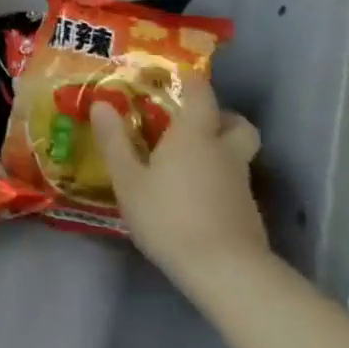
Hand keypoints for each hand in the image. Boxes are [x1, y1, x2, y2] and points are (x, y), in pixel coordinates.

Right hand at [91, 70, 268, 298]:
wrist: (225, 271)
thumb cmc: (169, 216)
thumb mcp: (128, 179)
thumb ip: (115, 141)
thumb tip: (101, 103)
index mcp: (194, 135)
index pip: (202, 94)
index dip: (191, 81)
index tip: (173, 76)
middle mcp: (224, 152)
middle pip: (237, 123)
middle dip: (220, 117)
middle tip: (190, 123)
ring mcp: (240, 183)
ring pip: (236, 154)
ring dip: (218, 150)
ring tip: (183, 163)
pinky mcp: (247, 212)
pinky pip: (232, 182)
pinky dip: (217, 180)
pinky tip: (192, 197)